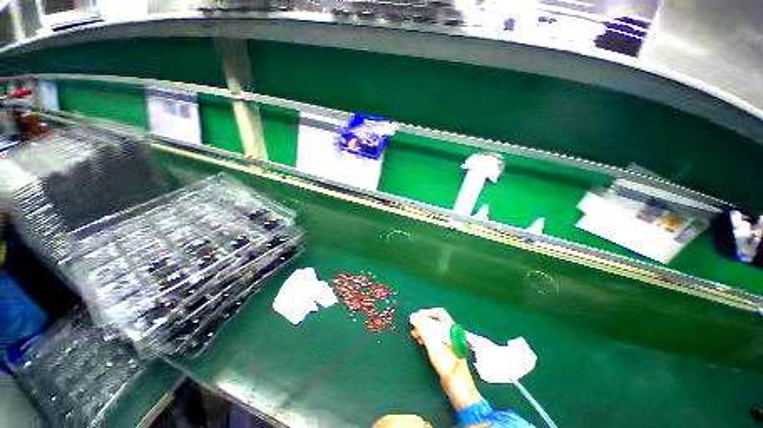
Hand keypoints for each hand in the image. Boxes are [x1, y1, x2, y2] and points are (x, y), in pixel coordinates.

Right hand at [410, 308, 482, 409]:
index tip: (416, 318)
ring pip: (434, 329)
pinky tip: (420, 341)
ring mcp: (449, 342)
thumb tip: (414, 316)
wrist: (459, 391)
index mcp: (452, 330)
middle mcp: (451, 333)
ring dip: (423, 329)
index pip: (440, 313)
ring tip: (414, 334)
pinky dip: (426, 337)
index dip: (427, 313)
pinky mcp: (446, 351)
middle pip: (436, 321)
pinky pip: (434, 338)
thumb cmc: (448, 367)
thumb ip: (424, 330)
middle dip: (423, 322)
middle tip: (413, 326)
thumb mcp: (434, 346)